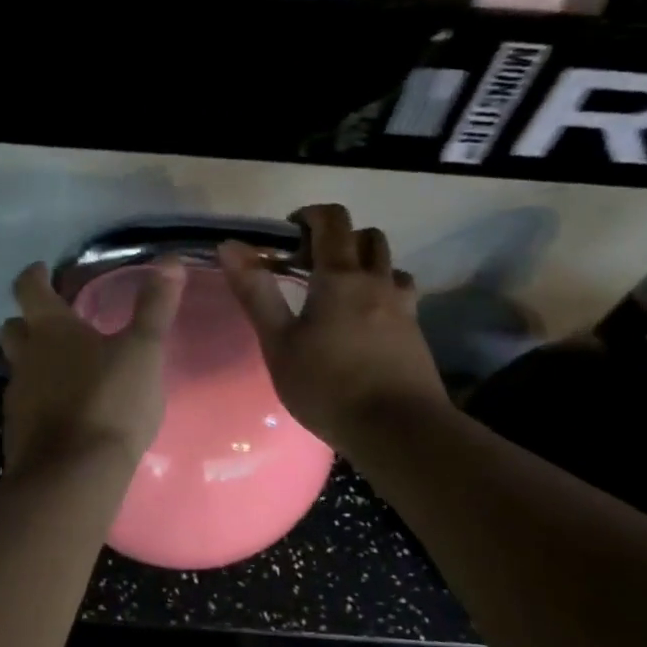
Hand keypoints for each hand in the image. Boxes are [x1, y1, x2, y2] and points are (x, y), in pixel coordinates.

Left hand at [0, 260, 186, 475]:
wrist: (73, 476)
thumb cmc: (110, 402)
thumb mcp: (143, 352)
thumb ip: (155, 308)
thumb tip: (170, 261)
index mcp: (51, 330)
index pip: (29, 289)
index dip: (35, 276)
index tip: (43, 270)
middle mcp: (26, 359)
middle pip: (13, 329)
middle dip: (28, 321)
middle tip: (53, 323)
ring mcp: (18, 398)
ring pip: (19, 370)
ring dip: (36, 364)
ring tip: (67, 371)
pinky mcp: (19, 433)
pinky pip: (27, 406)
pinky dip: (42, 401)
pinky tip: (67, 413)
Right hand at [219, 204, 446, 452]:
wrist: (398, 430)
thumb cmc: (328, 386)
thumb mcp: (279, 343)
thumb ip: (256, 293)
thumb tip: (229, 246)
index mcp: (341, 277)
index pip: (332, 221)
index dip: (309, 215)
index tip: (287, 234)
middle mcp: (378, 281)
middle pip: (367, 236)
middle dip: (338, 239)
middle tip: (309, 267)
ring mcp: (404, 307)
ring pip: (389, 265)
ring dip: (365, 265)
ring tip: (339, 294)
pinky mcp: (416, 333)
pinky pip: (400, 295)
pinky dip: (380, 293)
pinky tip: (363, 324)